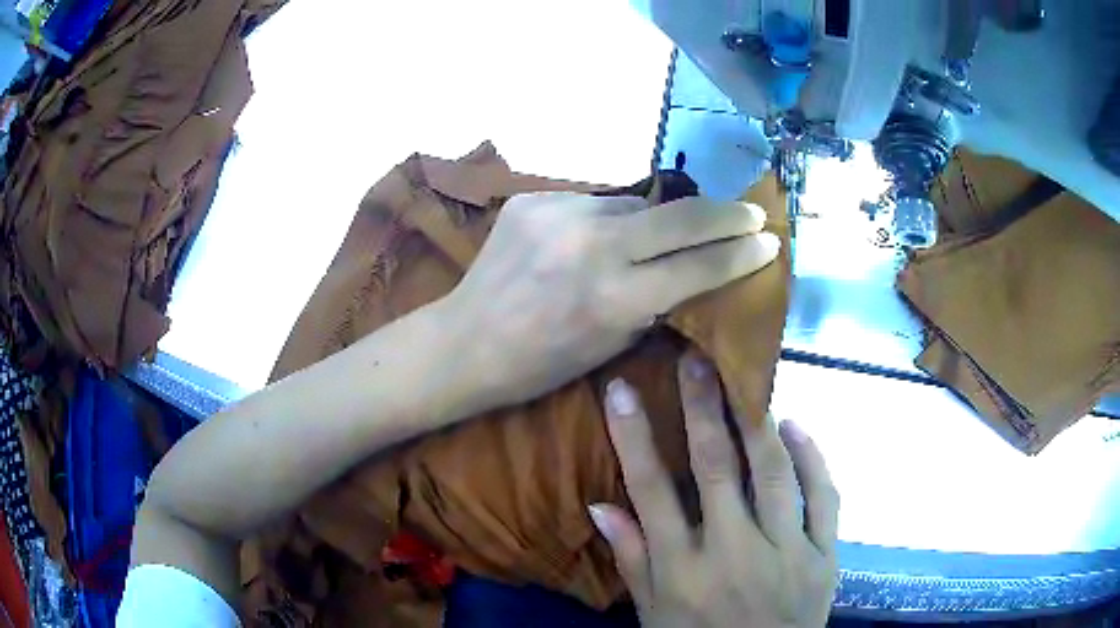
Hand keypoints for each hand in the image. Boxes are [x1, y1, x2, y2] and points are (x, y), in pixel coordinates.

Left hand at [448, 192, 779, 405]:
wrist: (468, 341)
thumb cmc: (543, 363)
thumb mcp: (613, 344)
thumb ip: (658, 300)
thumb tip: (694, 265)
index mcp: (616, 298)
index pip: (701, 264)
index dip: (743, 252)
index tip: (770, 240)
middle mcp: (593, 246)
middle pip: (682, 216)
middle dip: (727, 214)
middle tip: (752, 212)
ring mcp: (559, 214)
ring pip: (635, 203)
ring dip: (653, 220)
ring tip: (646, 240)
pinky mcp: (534, 198)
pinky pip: (591, 201)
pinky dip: (604, 219)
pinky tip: (589, 239)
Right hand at [589, 353, 838, 627]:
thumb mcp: (654, 614)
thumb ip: (632, 561)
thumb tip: (601, 505)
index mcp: (684, 571)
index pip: (651, 492)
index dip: (634, 436)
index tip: (620, 390)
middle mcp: (734, 553)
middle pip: (716, 469)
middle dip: (702, 408)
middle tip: (696, 358)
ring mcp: (787, 553)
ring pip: (773, 474)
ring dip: (756, 421)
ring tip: (744, 377)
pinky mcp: (825, 557)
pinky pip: (824, 498)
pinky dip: (813, 459)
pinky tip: (797, 427)